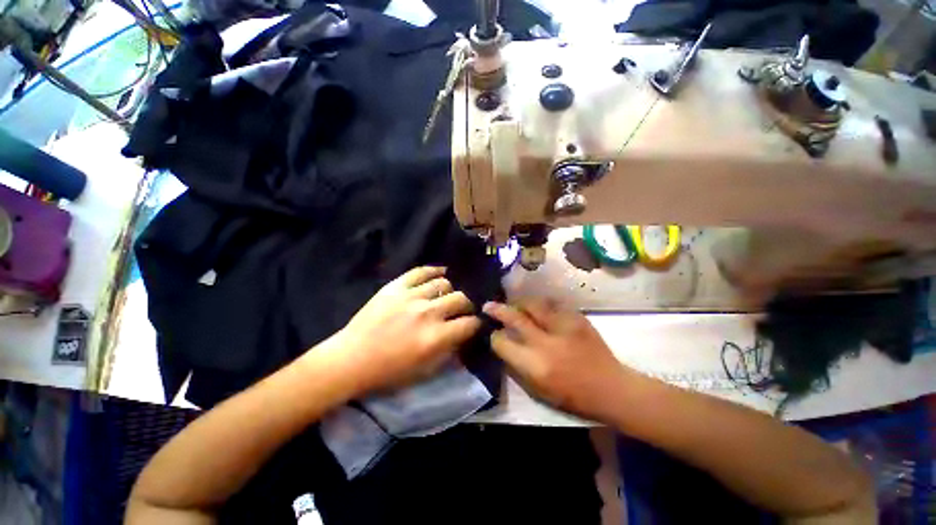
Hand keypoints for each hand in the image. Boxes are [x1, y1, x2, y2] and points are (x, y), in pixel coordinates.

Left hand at [328, 266, 481, 395]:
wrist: (351, 358)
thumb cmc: (389, 371)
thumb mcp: (425, 371)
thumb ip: (449, 352)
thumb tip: (464, 337)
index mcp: (435, 338)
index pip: (469, 323)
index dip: (476, 324)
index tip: (474, 324)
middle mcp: (427, 313)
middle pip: (460, 299)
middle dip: (467, 305)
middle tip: (462, 310)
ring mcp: (411, 296)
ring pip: (443, 283)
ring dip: (450, 291)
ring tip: (447, 296)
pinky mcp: (396, 286)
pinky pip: (421, 271)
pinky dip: (434, 271)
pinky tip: (441, 273)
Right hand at [483, 299, 629, 421]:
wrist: (610, 387)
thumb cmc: (572, 396)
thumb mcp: (538, 390)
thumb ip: (516, 365)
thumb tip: (502, 344)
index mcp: (535, 365)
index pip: (503, 342)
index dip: (494, 336)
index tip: (492, 332)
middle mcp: (546, 342)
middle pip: (514, 318)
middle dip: (498, 310)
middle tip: (488, 305)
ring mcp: (563, 327)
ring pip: (533, 304)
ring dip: (519, 303)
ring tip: (514, 305)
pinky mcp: (576, 318)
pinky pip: (552, 304)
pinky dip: (540, 305)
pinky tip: (537, 308)